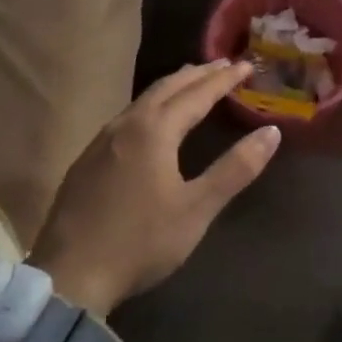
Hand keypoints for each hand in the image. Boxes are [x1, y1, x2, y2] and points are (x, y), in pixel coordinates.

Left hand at [30, 60, 280, 316]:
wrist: (70, 276)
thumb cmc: (141, 242)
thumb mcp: (197, 209)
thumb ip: (235, 169)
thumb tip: (271, 132)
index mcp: (154, 131)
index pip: (197, 94)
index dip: (223, 80)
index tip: (245, 65)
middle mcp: (126, 125)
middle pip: (166, 88)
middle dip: (197, 74)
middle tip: (222, 64)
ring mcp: (101, 142)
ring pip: (142, 101)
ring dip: (172, 87)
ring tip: (191, 82)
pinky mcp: (86, 161)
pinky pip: (126, 118)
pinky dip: (150, 106)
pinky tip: (150, 121)